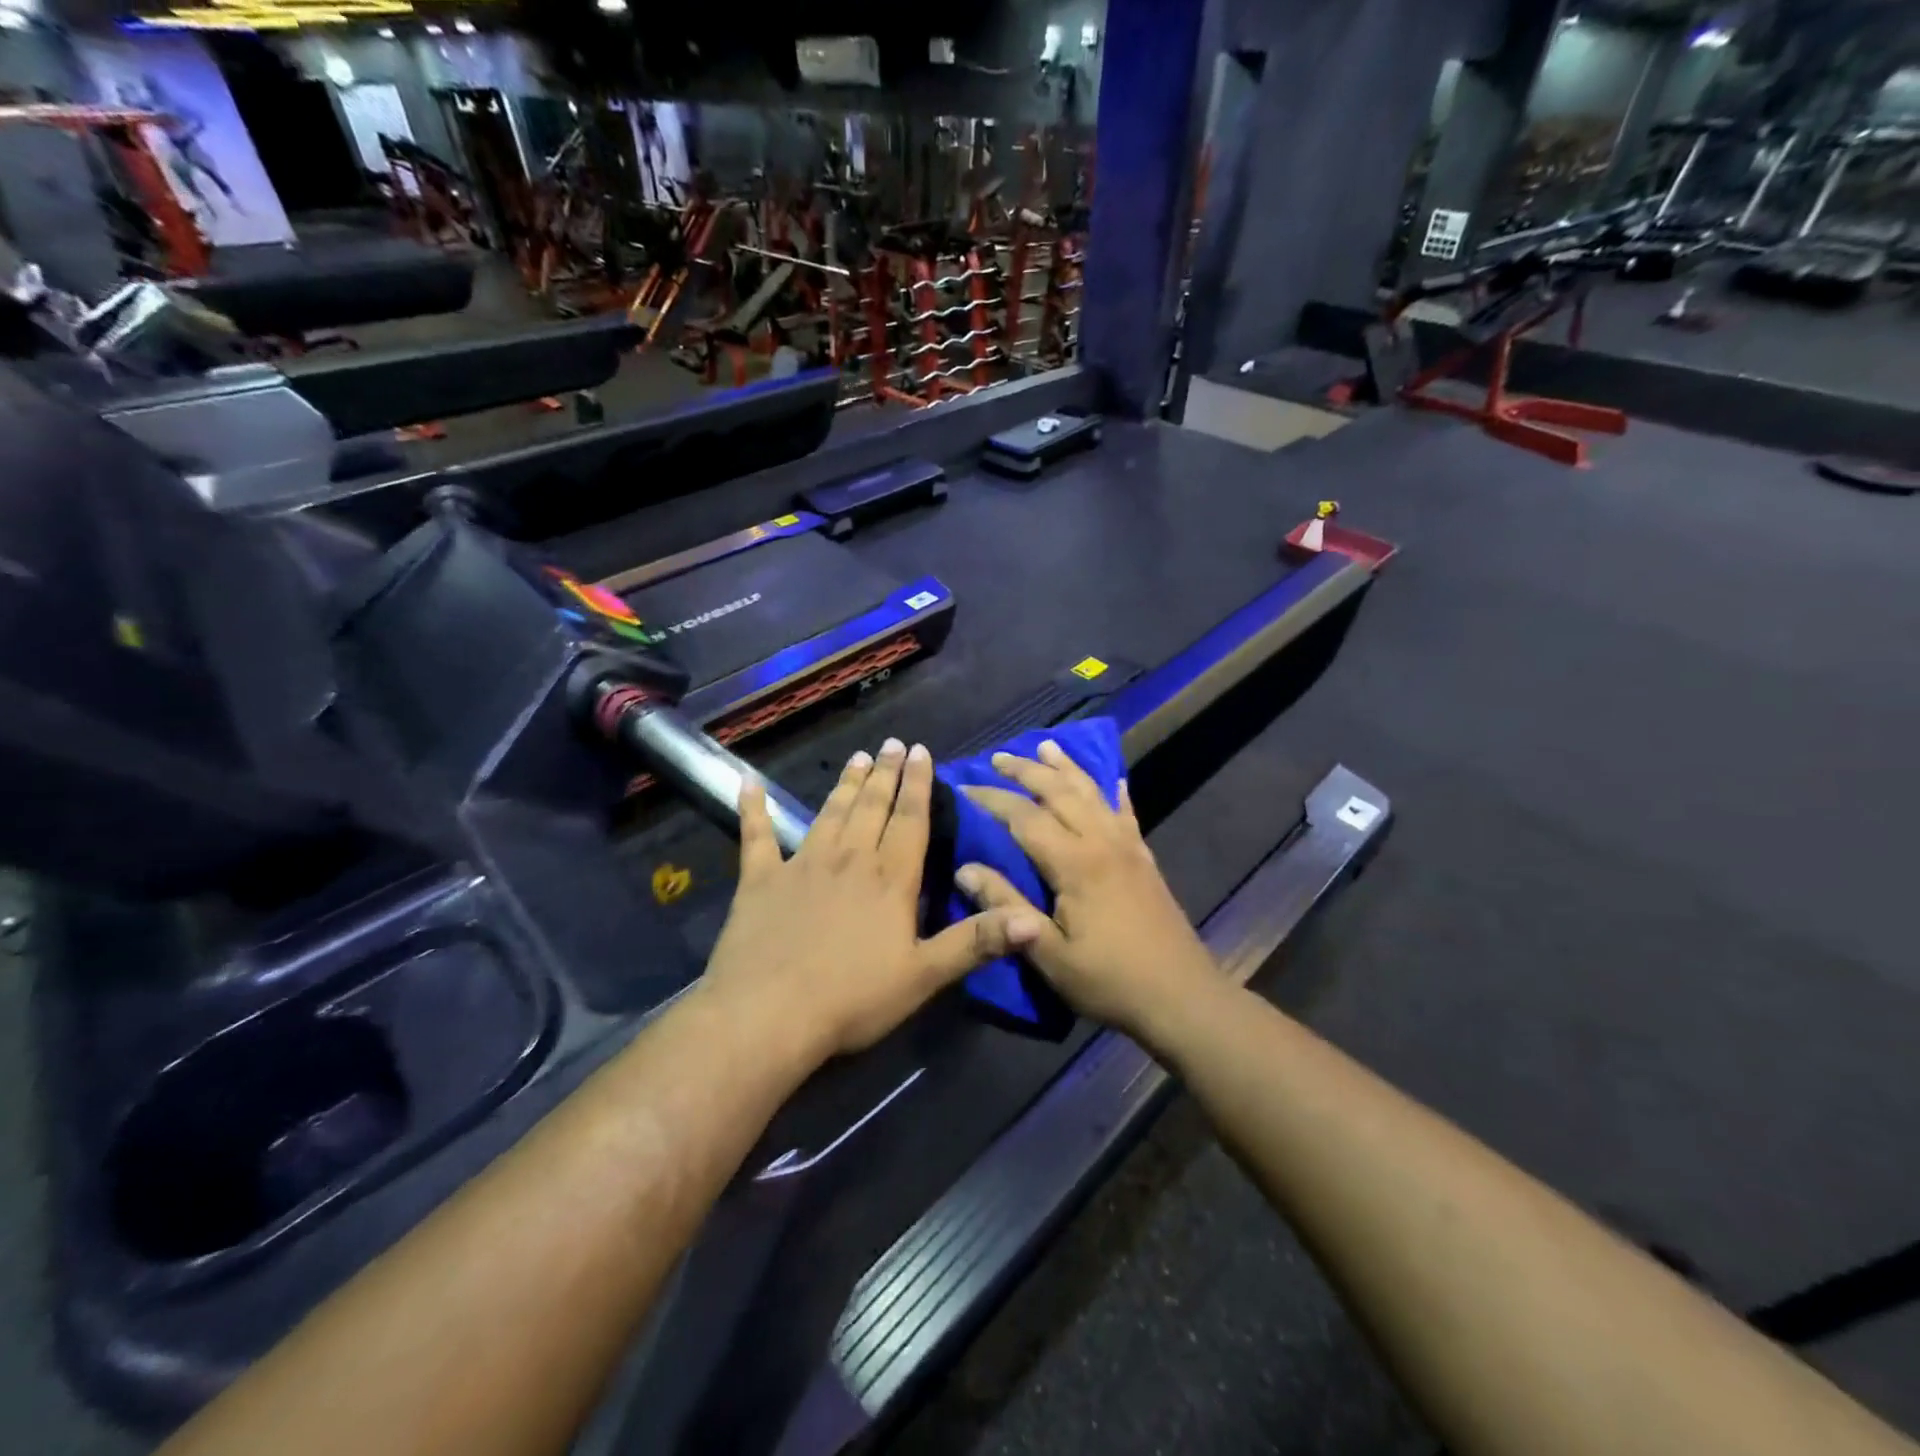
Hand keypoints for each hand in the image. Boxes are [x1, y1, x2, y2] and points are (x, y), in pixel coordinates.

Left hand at [700, 739, 1049, 1063]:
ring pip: (830, 813)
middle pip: (872, 807)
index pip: (910, 820)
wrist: (768, 1014)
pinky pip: (756, 836)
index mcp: (890, 878)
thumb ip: (976, 942)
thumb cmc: (853, 998)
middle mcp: (849, 858)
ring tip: (858, 757)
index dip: (918, 785)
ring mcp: (801, 864)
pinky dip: (753, 809)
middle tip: (892, 743)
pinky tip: (748, 784)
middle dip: (885, 773)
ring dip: (846, 785)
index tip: (920, 751)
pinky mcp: (760, 880)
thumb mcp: (924, 976)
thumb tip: (1034, 920)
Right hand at [958, 740, 1217, 1042]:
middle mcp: (1101, 841)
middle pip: (1059, 792)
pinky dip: (1114, 792)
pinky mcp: (1145, 858)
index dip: (991, 798)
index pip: (1023, 816)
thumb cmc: (1109, 980)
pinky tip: (1113, 779)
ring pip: (1092, 792)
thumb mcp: (1048, 953)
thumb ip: (1006, 909)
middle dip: (1026, 771)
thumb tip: (964, 869)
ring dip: (1066, 767)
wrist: (1181, 996)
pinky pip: (1126, 813)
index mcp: (1075, 863)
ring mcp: (1128, 846)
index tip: (962, 786)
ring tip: (1046, 746)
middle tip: (997, 757)